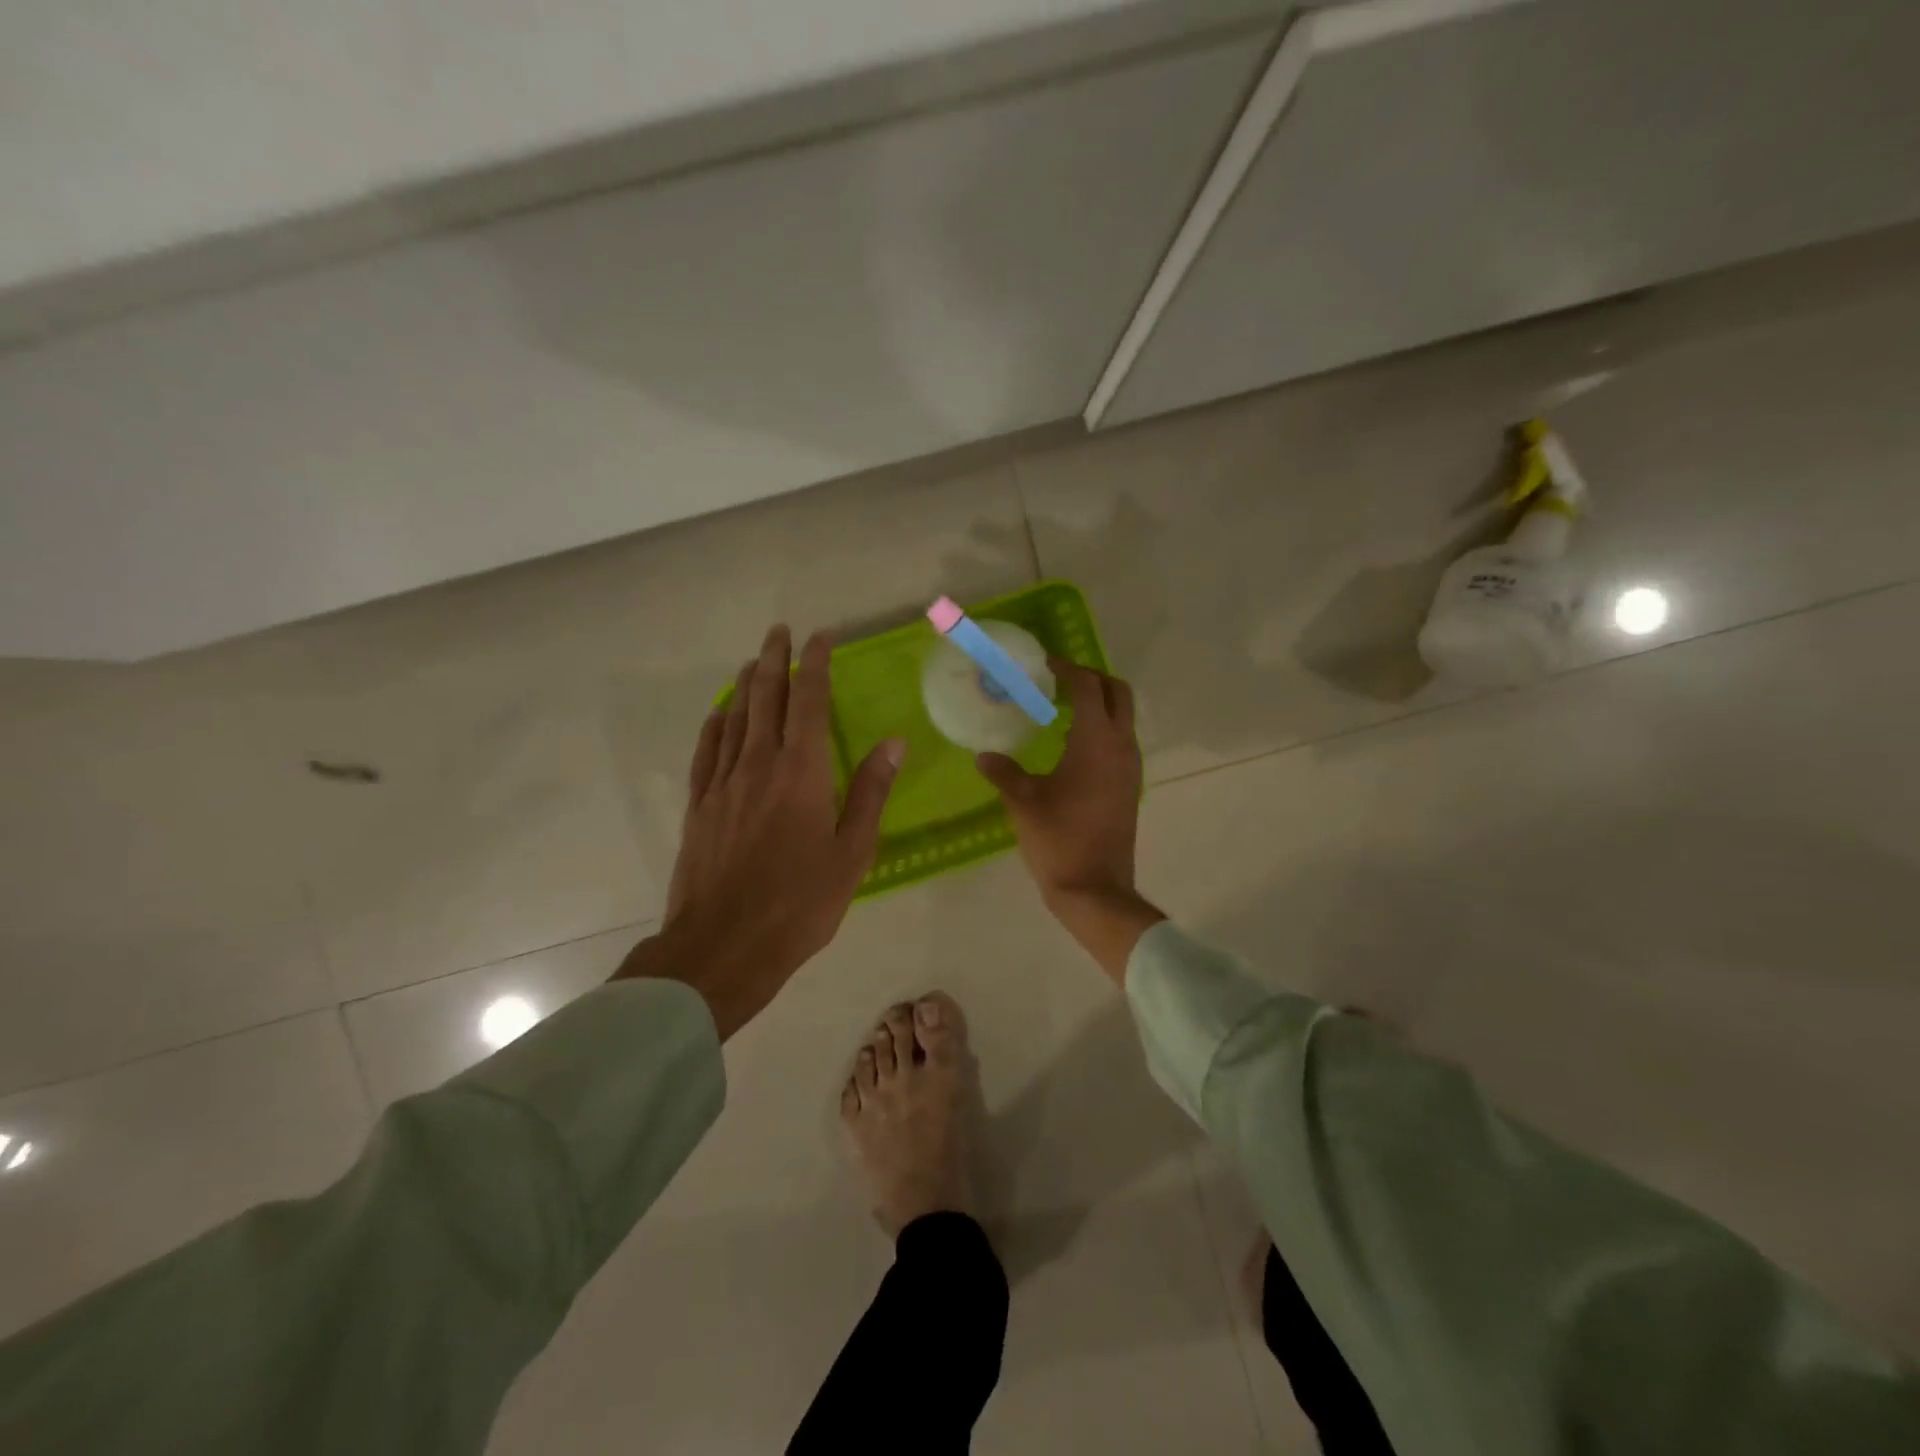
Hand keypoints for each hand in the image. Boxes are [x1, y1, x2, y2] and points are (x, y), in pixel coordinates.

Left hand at [617, 625, 903, 1038]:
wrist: (724, 945)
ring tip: (754, 661)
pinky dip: (716, 724)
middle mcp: (760, 764)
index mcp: (802, 771)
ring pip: (735, 718)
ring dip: (746, 685)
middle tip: (779, 632)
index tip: (820, 637)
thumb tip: (893, 742)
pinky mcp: (699, 805)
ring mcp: (723, 783)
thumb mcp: (852, 853)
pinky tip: (720, 714)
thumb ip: (870, 793)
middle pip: (766, 698)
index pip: (809, 701)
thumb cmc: (800, 903)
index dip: (815, 664)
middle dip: (775, 660)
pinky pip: (707, 751)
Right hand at [976, 660, 1163, 982]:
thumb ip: (1003, 772)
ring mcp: (1130, 767)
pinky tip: (1072, 746)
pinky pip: (1120, 741)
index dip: (1068, 669)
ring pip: (1123, 718)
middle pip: (1118, 693)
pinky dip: (1102, 729)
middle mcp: (1121, 747)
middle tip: (1059, 681)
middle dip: (1092, 679)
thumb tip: (984, 755)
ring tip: (1061, 709)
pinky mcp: (1130, 786)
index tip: (1045, 664)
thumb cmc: (1058, 839)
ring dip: (1099, 704)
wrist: (1095, 888)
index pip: (1088, 687)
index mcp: (1096, 742)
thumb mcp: (1023, 802)